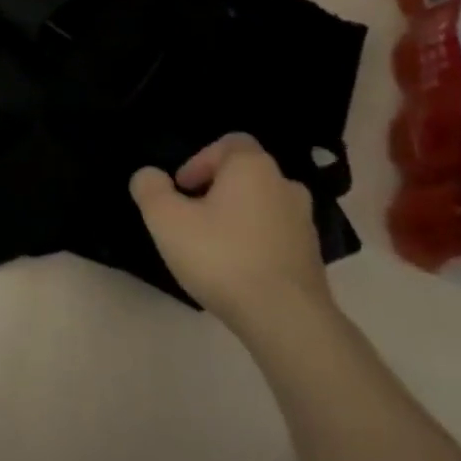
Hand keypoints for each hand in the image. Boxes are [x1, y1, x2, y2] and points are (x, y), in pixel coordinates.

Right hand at [130, 133, 331, 333]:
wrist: (285, 318)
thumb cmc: (221, 257)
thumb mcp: (166, 220)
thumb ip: (150, 189)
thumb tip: (149, 175)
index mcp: (252, 167)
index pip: (229, 142)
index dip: (199, 161)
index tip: (182, 190)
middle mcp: (284, 184)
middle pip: (244, 174)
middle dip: (215, 191)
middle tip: (190, 219)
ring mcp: (304, 221)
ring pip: (261, 205)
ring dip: (236, 217)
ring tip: (212, 247)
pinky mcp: (312, 255)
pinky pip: (275, 235)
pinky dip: (255, 242)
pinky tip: (237, 270)